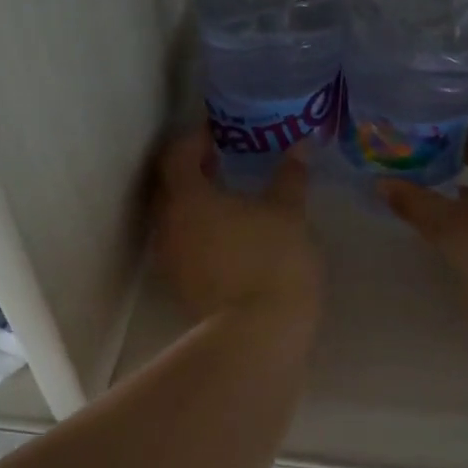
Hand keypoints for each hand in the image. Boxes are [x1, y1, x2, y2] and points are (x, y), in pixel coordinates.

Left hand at [151, 128, 321, 324]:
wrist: (259, 333)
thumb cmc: (272, 259)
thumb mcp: (288, 212)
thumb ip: (290, 177)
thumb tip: (299, 146)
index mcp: (187, 198)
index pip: (176, 156)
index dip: (194, 140)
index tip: (217, 135)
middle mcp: (168, 224)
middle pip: (169, 186)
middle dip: (191, 170)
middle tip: (222, 161)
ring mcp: (170, 258)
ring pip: (174, 218)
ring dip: (195, 202)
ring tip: (228, 198)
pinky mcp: (180, 285)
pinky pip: (182, 243)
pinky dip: (199, 230)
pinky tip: (229, 234)